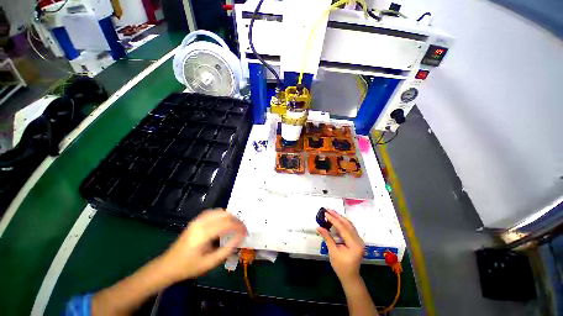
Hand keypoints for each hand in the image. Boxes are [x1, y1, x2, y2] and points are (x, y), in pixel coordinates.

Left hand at [160, 209, 246, 281]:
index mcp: (204, 234)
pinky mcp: (196, 220)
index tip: (246, 231)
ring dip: (229, 217)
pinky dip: (222, 215)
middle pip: (225, 215)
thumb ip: (228, 249)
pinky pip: (213, 212)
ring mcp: (197, 220)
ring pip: (219, 211)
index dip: (239, 226)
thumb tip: (240, 237)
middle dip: (236, 220)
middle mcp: (201, 223)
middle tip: (242, 229)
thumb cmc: (189, 267)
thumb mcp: (211, 262)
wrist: (168, 265)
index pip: (227, 224)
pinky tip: (224, 222)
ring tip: (235, 225)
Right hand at [317, 209, 364, 283]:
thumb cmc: (341, 266)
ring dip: (339, 218)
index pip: (343, 228)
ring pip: (349, 225)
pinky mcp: (356, 240)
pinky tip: (335, 220)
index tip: (325, 213)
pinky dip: (342, 223)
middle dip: (337, 216)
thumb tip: (319, 227)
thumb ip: (327, 237)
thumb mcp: (333, 252)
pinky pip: (349, 228)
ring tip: (331, 212)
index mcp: (354, 245)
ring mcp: (359, 240)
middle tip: (328, 210)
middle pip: (347, 224)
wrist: (350, 276)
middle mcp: (359, 240)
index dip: (333, 219)